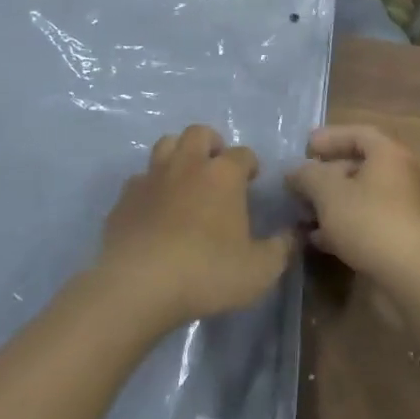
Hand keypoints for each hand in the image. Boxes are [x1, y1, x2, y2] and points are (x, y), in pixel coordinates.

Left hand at [95, 125, 294, 332]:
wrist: (138, 284)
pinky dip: (151, 186)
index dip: (250, 164)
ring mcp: (152, 177)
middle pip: (199, 133)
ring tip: (186, 179)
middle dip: (212, 144)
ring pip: (166, 144)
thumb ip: (281, 249)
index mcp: (223, 175)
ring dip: (179, 154)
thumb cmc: (206, 272)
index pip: (243, 153)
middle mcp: (187, 165)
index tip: (252, 180)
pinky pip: (140, 178)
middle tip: (217, 168)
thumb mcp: (259, 270)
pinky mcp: (125, 197)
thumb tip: (294, 234)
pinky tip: (154, 208)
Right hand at [288, 125, 419, 288]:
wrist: (412, 278)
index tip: (304, 148)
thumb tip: (295, 171)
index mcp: (388, 155)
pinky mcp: (396, 239)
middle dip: (325, 174)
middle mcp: (398, 177)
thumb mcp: (329, 193)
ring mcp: (400, 210)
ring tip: (301, 213)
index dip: (330, 137)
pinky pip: (364, 222)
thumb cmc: (370, 221)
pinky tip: (317, 239)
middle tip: (298, 184)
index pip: (358, 134)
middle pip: (357, 166)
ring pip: (359, 197)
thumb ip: (308, 176)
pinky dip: (341, 226)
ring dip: (329, 203)